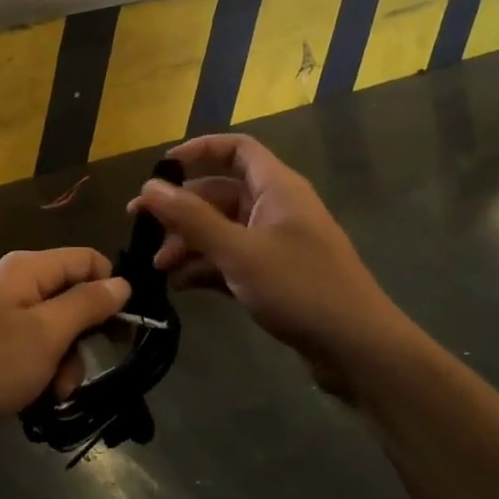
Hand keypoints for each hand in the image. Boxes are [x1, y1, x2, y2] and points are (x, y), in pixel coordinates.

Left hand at [0, 249, 128, 452]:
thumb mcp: (47, 334)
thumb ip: (87, 304)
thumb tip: (122, 282)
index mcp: (27, 268)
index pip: (86, 260)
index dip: (111, 288)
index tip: (127, 327)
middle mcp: (16, 285)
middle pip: (73, 297)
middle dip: (86, 335)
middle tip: (89, 367)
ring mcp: (4, 317)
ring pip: (58, 331)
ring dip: (67, 363)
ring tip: (56, 391)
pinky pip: (37, 352)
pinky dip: (45, 374)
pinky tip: (39, 399)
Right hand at [129, 135, 392, 399]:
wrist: (358, 349)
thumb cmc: (300, 288)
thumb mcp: (239, 252)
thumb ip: (192, 219)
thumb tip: (148, 189)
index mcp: (277, 187)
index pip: (236, 149)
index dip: (199, 151)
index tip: (161, 169)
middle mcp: (276, 208)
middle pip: (220, 193)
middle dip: (181, 210)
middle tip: (140, 227)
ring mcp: (276, 244)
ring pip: (222, 230)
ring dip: (189, 243)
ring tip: (158, 267)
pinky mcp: (275, 276)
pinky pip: (231, 259)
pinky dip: (206, 267)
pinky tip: (180, 285)